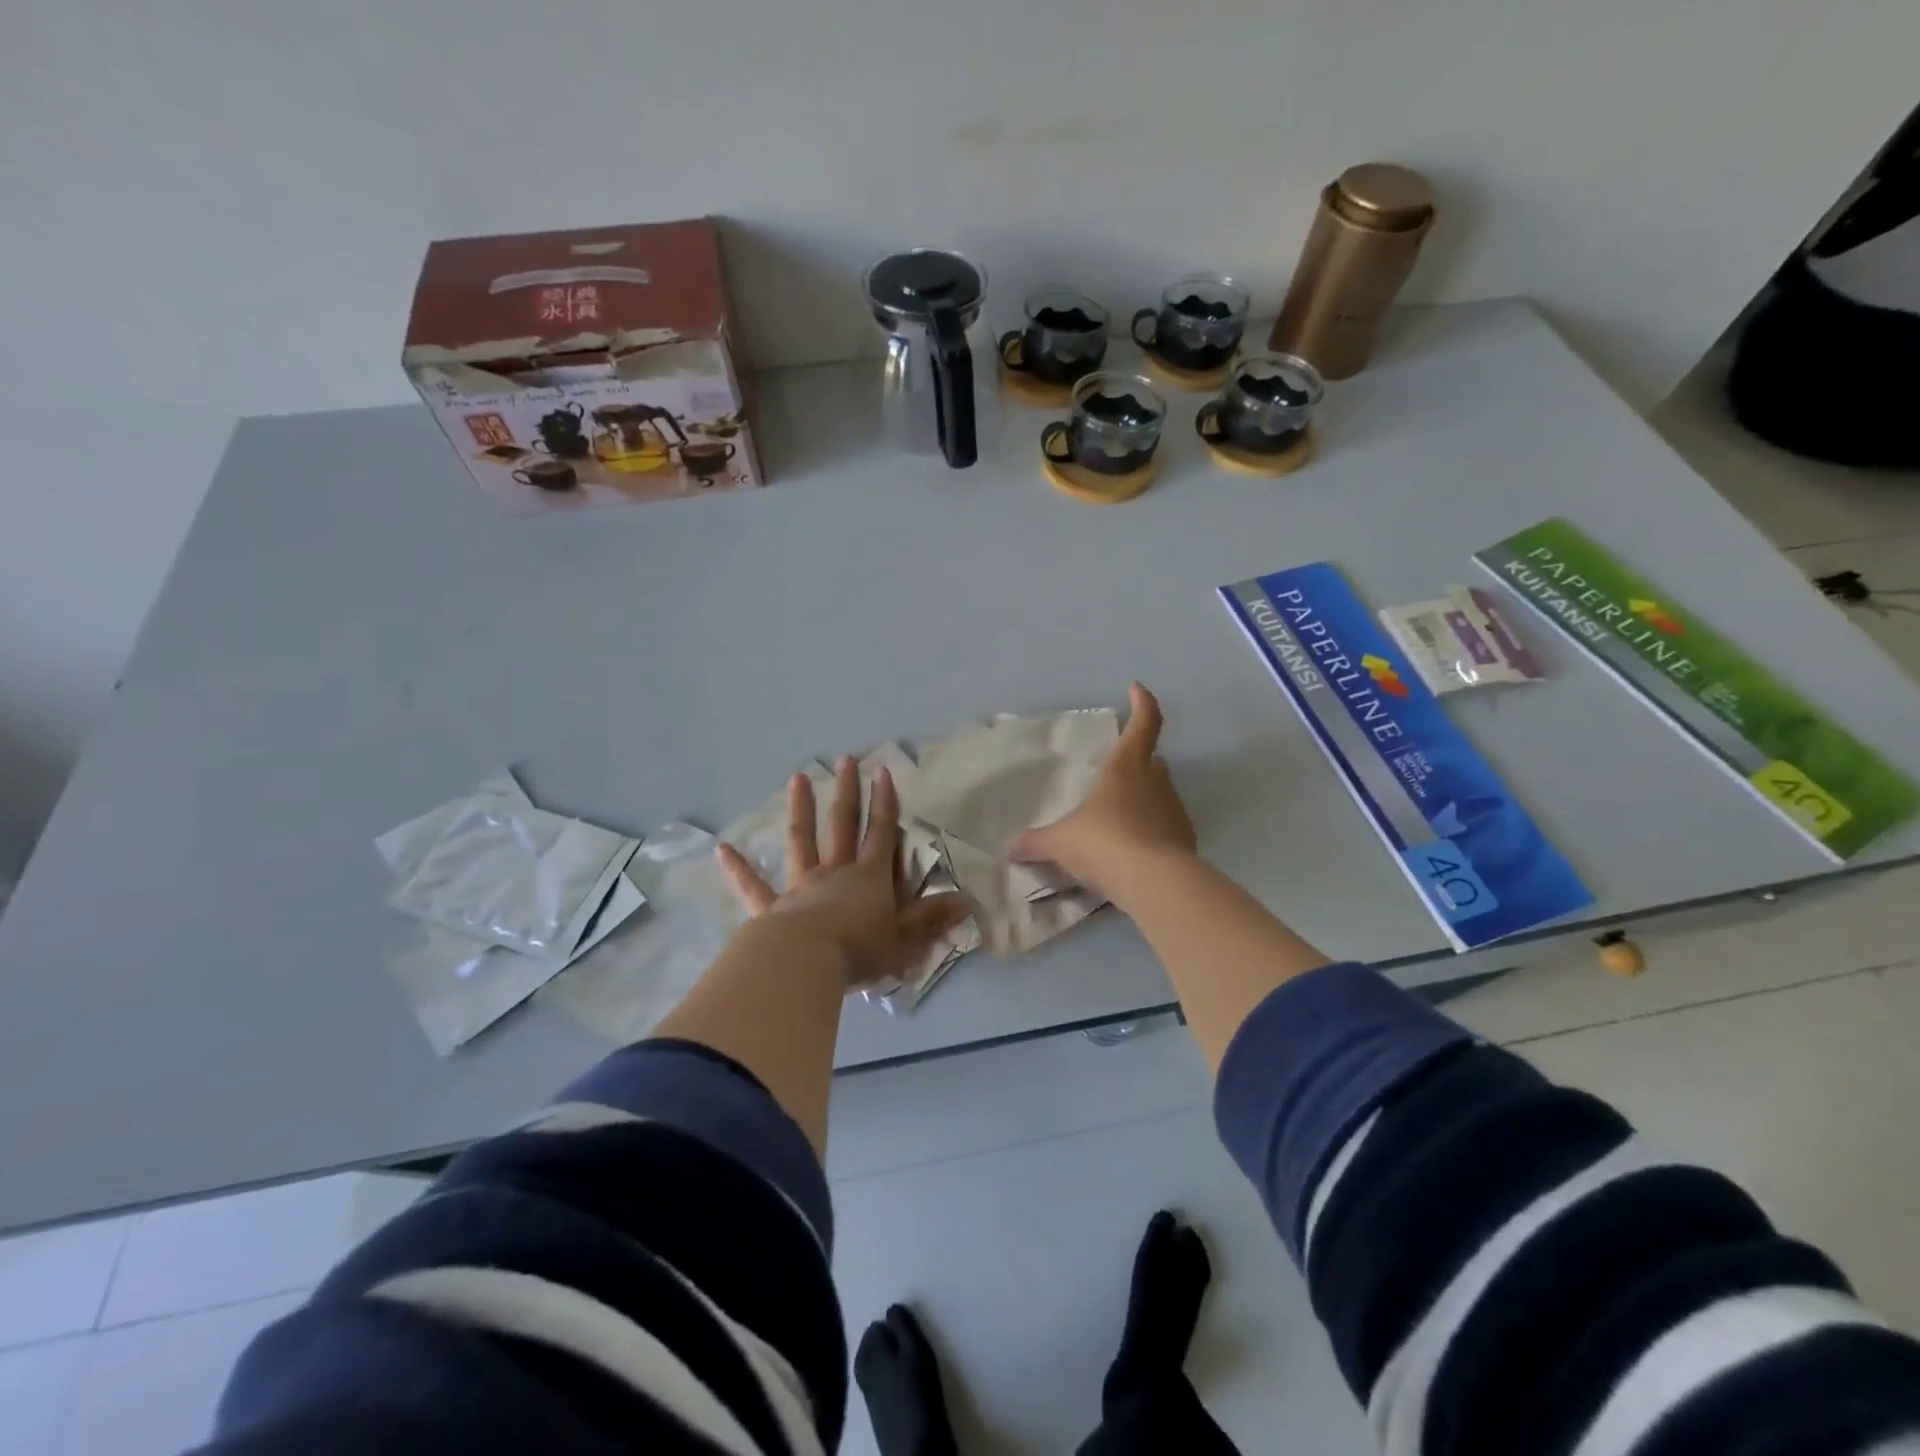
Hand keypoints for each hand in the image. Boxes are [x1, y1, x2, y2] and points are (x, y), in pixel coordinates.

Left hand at [717, 756, 971, 988]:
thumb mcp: (904, 939)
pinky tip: (721, 849)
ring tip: (797, 779)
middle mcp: (835, 872)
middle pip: (842, 825)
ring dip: (800, 809)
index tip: (883, 771)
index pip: (881, 833)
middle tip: (845, 760)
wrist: (806, 964)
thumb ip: (931, 919)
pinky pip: (753, 887)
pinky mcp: (772, 908)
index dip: (885, 802)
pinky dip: (738, 868)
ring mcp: (801, 886)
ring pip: (801, 841)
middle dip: (847, 792)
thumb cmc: (860, 951)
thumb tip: (966, 900)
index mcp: (869, 878)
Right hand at [1007, 683, 1196, 903]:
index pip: (1144, 722)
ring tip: (1117, 818)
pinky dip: (1152, 831)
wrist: (1156, 884)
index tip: (1137, 689)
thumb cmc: (1104, 844)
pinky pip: (1166, 826)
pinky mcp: (1186, 840)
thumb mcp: (1059, 843)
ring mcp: (1175, 810)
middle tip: (1116, 771)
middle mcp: (1155, 782)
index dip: (1143, 703)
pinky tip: (1133, 851)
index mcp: (1126, 767)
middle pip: (1152, 760)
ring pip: (1160, 793)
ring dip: (1143, 798)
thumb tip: (1008, 846)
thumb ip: (1034, 843)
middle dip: (1138, 760)